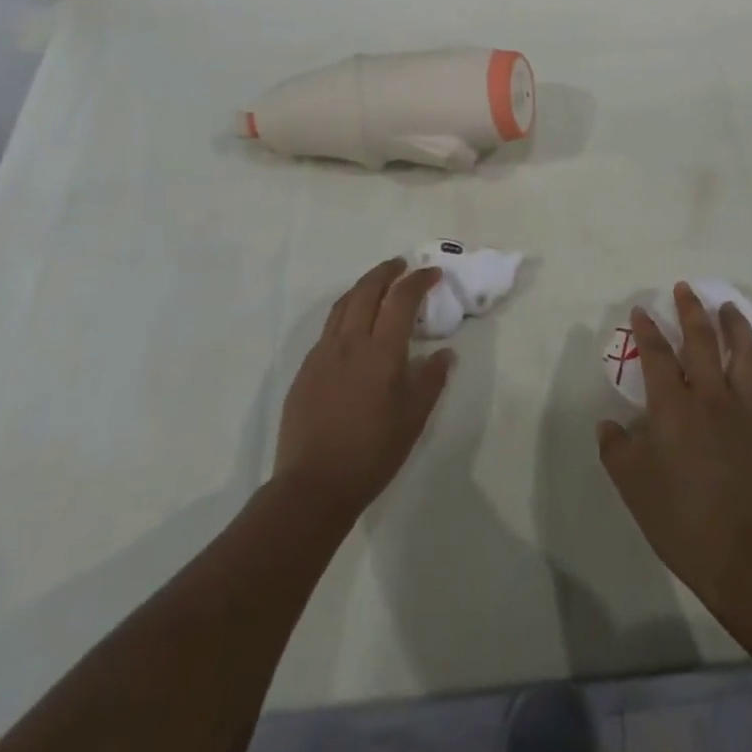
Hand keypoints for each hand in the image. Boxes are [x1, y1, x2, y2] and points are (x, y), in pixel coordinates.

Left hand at [272, 259, 453, 523]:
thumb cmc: (372, 452)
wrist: (313, 485)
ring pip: (342, 305)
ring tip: (377, 284)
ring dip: (363, 287)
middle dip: (386, 272)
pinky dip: (345, 312)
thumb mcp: (414, 418)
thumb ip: (431, 379)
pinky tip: (352, 326)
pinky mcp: (306, 370)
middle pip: (367, 291)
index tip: (433, 274)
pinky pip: (328, 328)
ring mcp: (322, 354)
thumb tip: (445, 352)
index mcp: (381, 351)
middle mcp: (349, 343)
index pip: (401, 299)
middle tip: (402, 266)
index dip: (419, 281)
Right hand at [597, 283, 751, 608]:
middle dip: (691, 311)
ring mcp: (742, 410)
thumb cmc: (677, 517)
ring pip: (742, 354)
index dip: (647, 329)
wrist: (737, 555)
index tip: (642, 310)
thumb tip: (610, 423)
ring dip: (735, 325)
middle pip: (701, 341)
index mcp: (672, 406)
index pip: (657, 354)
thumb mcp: (631, 483)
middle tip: (685, 289)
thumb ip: (616, 446)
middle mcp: (708, 396)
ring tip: (728, 307)